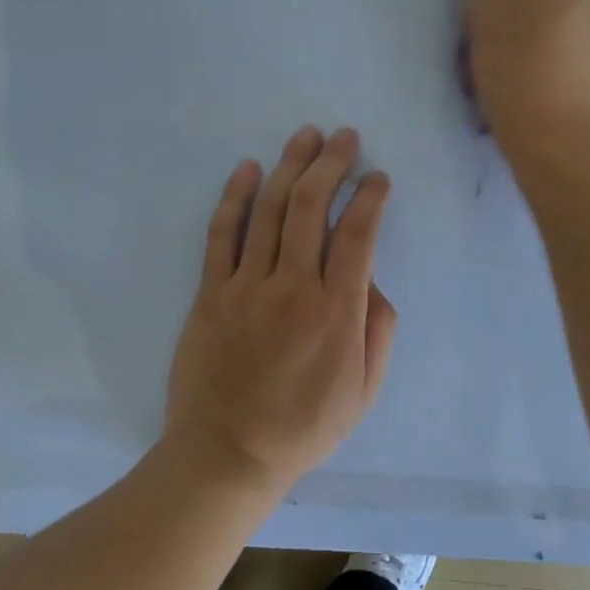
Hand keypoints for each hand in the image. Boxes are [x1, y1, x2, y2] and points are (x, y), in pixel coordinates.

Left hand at [162, 126, 397, 493]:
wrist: (228, 454)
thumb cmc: (304, 427)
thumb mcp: (364, 391)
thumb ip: (378, 330)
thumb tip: (372, 280)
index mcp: (337, 311)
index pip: (358, 235)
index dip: (370, 198)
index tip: (378, 178)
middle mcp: (293, 286)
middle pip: (313, 207)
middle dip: (332, 164)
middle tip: (344, 137)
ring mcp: (247, 286)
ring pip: (271, 210)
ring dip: (291, 166)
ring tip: (306, 136)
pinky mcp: (211, 292)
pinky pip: (223, 234)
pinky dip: (236, 197)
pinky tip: (249, 169)